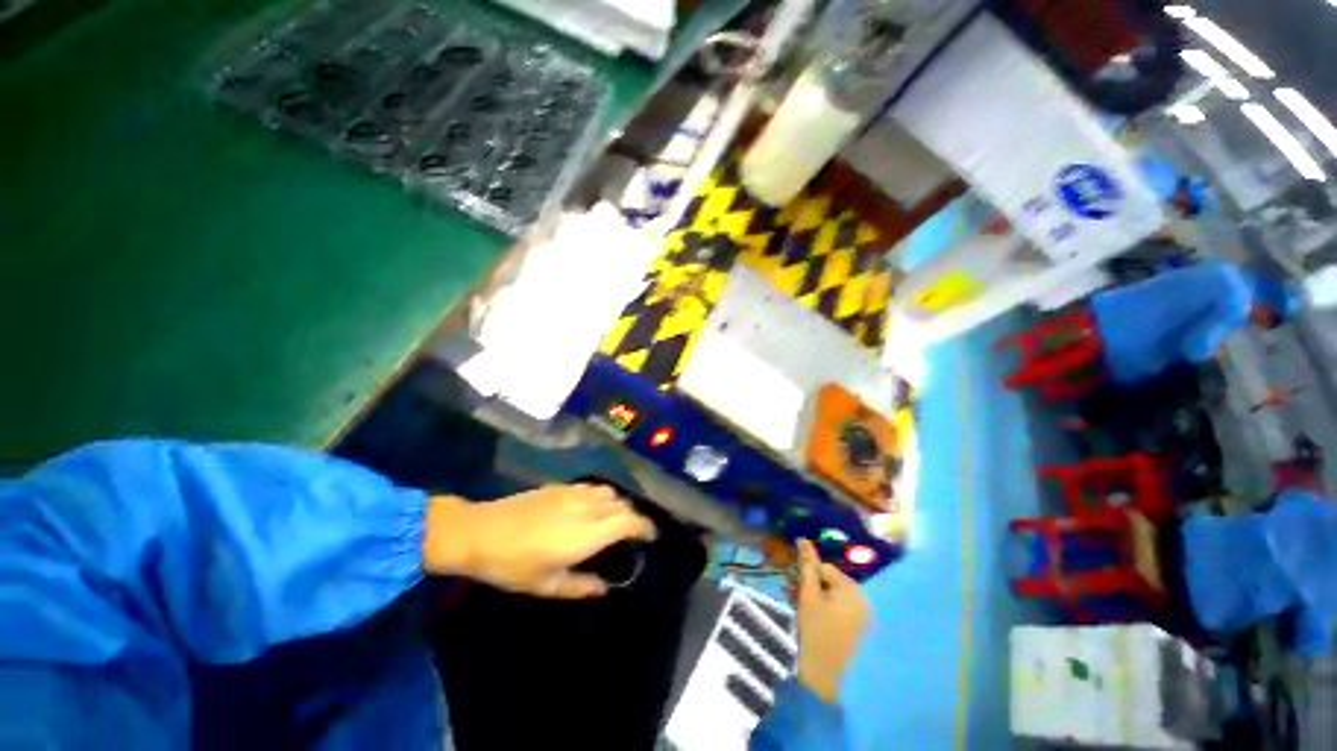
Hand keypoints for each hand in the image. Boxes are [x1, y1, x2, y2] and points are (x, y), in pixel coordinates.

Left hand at [422, 485, 656, 598]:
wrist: (481, 532)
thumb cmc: (513, 565)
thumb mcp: (546, 585)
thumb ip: (580, 586)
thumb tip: (604, 587)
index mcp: (586, 534)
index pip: (628, 521)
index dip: (645, 526)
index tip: (651, 536)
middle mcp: (586, 508)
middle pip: (622, 504)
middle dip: (634, 517)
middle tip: (633, 533)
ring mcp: (573, 493)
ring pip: (609, 492)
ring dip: (618, 504)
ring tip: (614, 520)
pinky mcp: (560, 487)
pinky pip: (592, 487)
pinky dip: (601, 496)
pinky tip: (591, 507)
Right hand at [791, 539, 869, 703]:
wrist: (827, 680)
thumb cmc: (816, 631)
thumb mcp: (807, 594)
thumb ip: (806, 565)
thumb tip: (802, 539)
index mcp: (852, 589)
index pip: (823, 568)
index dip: (804, 573)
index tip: (788, 582)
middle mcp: (862, 600)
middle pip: (828, 582)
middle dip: (806, 584)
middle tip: (788, 592)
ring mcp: (862, 617)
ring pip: (831, 597)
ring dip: (811, 597)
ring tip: (794, 604)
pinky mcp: (858, 632)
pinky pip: (838, 611)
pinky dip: (822, 610)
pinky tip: (807, 616)